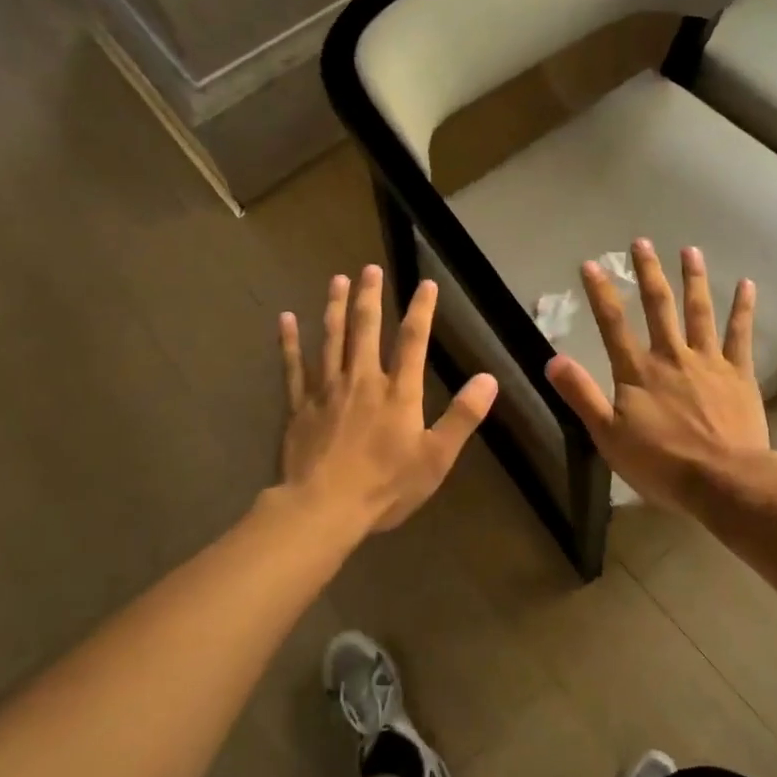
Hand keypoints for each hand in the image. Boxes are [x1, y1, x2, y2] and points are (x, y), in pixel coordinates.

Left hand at [279, 266, 498, 534]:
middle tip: (369, 268)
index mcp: (398, 392)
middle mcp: (362, 380)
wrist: (323, 508)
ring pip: (331, 338)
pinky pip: (294, 366)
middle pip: (366, 329)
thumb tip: (489, 378)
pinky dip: (290, 341)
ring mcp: (327, 389)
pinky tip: (287, 319)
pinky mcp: (299, 405)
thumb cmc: (385, 486)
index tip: (426, 284)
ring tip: (337, 280)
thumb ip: (462, 416)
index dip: (421, 310)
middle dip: (370, 296)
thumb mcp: (436, 457)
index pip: (413, 340)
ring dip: (335, 307)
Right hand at [545, 240, 769, 515]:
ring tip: (690, 250)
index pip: (613, 324)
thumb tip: (552, 360)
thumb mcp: (608, 436)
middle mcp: (671, 356)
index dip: (601, 293)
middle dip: (648, 273)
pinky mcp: (738, 373)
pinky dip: (743, 308)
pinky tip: (746, 284)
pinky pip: (740, 334)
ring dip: (693, 279)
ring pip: (699, 311)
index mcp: (638, 371)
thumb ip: (582, 395)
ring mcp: (708, 361)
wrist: (724, 481)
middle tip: (642, 242)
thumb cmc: (662, 463)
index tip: (591, 264)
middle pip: (658, 306)